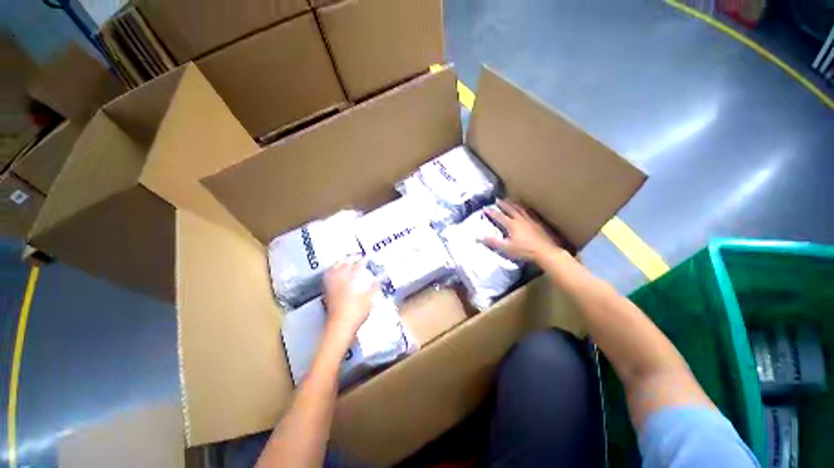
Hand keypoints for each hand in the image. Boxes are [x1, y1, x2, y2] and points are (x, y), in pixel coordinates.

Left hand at [322, 261, 377, 344]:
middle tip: (354, 257)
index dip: (362, 261)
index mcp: (353, 281)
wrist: (340, 327)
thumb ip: (374, 288)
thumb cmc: (356, 313)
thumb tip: (378, 281)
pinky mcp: (327, 293)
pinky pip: (327, 279)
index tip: (365, 259)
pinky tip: (331, 274)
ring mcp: (332, 286)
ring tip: (341, 261)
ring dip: (338, 264)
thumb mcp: (369, 300)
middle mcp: (341, 281)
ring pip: (333, 270)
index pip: (358, 267)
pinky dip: (329, 273)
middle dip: (349, 259)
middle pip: (344, 265)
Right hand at [483, 199, 561, 261]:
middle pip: (510, 209)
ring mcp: (530, 221)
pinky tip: (526, 210)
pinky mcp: (538, 224)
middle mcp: (520, 220)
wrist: (545, 252)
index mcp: (511, 225)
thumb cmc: (524, 251)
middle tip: (497, 199)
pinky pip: (530, 213)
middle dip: (502, 204)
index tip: (484, 208)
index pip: (498, 216)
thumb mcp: (505, 248)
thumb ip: (492, 242)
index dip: (491, 212)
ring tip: (510, 201)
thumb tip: (478, 237)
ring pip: (520, 209)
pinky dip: (525, 209)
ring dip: (514, 204)